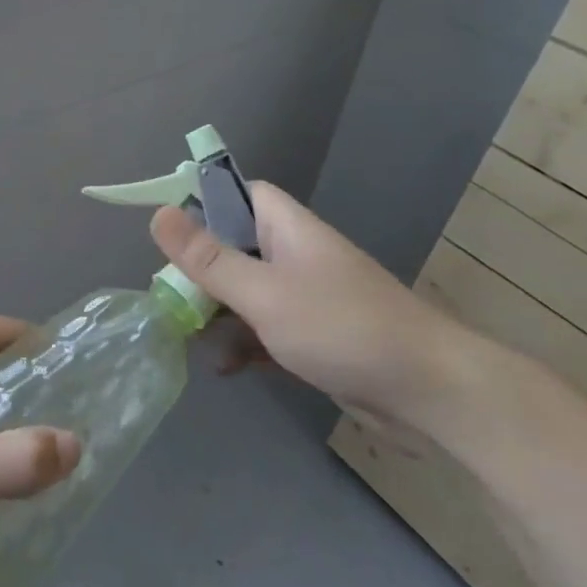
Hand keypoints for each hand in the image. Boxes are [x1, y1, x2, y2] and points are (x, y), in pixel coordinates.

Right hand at [150, 182, 472, 425]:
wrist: (428, 393)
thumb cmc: (341, 327)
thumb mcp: (263, 292)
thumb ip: (208, 258)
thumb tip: (158, 214)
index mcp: (286, 228)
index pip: (238, 194)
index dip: (202, 203)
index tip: (168, 233)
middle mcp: (294, 255)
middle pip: (233, 245)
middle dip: (199, 270)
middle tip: (168, 296)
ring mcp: (304, 297)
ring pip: (245, 291)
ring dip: (216, 312)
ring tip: (184, 336)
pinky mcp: (312, 336)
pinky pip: (264, 329)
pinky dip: (242, 344)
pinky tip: (222, 368)